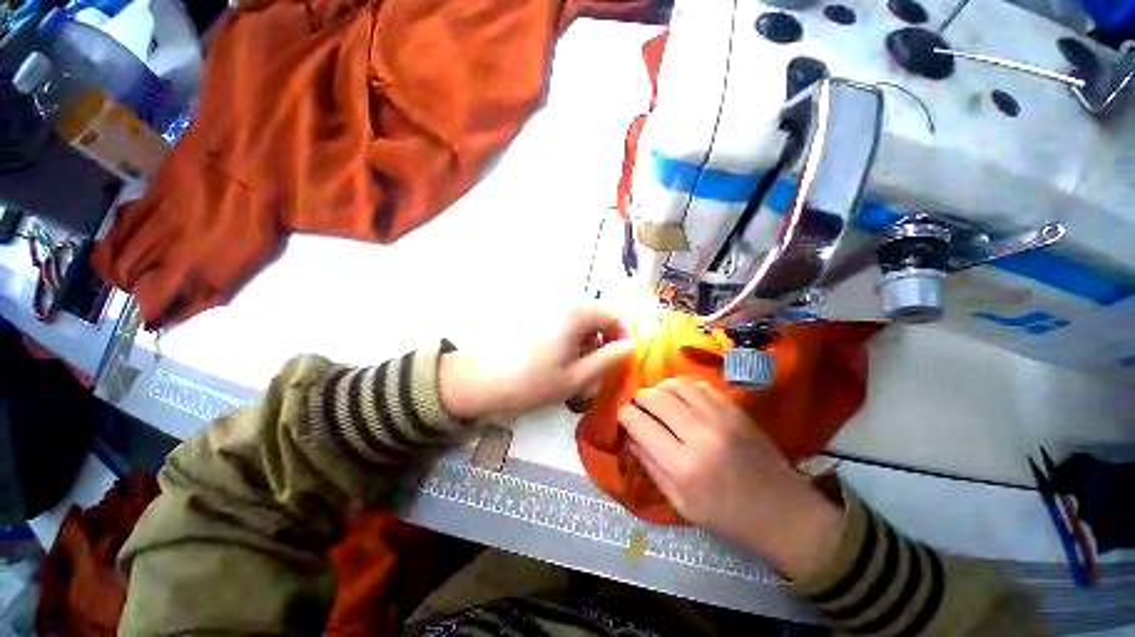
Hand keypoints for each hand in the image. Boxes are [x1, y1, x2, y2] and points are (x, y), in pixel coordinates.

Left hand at [440, 307, 633, 420]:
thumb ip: (609, 359)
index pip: (613, 316)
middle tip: (593, 367)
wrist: (480, 379)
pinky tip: (554, 356)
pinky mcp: (531, 314)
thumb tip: (632, 346)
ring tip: (572, 365)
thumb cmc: (532, 381)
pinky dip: (567, 336)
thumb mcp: (577, 377)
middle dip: (601, 339)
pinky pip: (560, 321)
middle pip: (595, 315)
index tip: (617, 360)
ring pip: (577, 319)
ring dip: (583, 339)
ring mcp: (545, 307)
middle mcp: (562, 303)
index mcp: (576, 314)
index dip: (621, 337)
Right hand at [618, 378, 842, 578]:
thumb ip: (651, 466)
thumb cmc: (729, 518)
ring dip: (659, 388)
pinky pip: (699, 385)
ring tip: (656, 400)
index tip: (621, 416)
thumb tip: (630, 436)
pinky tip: (680, 398)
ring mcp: (721, 417)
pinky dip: (682, 387)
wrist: (786, 514)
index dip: (624, 415)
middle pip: (655, 398)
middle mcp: (700, 434)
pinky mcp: (735, 409)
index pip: (640, 424)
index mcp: (683, 466)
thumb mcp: (681, 504)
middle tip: (637, 407)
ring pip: (676, 385)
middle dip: (639, 399)